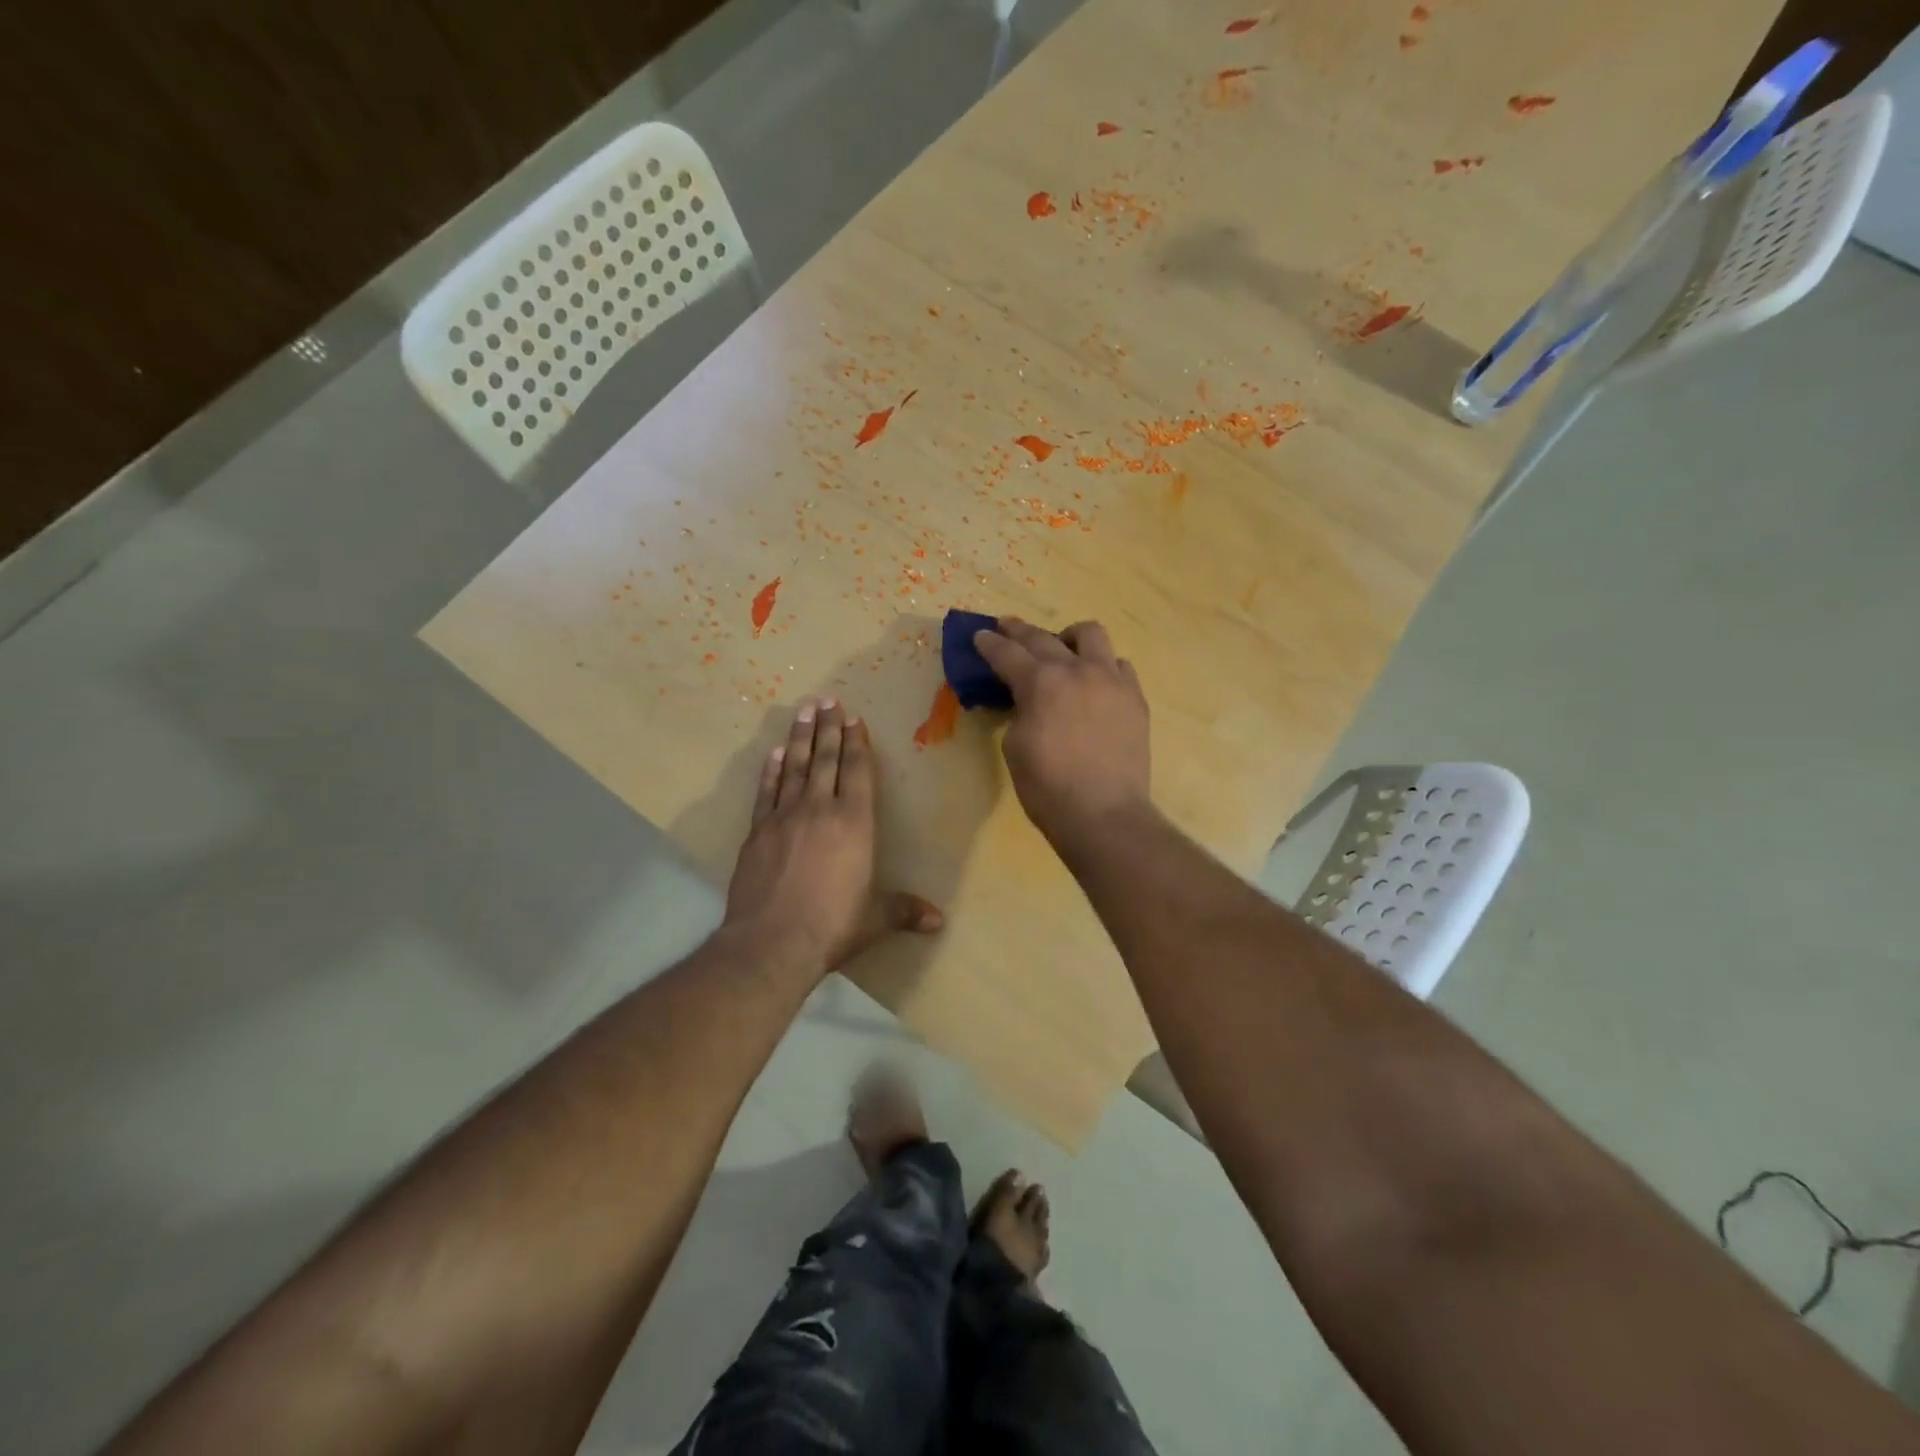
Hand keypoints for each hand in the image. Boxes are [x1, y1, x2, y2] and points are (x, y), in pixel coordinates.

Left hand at [725, 697, 942, 976]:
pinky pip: (767, 791)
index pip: (856, 771)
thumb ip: (905, 911)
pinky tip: (774, 753)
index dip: (856, 742)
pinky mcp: (757, 832)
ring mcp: (784, 817)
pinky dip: (771, 770)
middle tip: (827, 699)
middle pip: (825, 759)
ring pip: (795, 767)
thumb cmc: (833, 925)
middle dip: (828, 728)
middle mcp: (820, 809)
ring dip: (800, 737)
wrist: (771, 942)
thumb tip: (939, 922)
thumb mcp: (875, 919)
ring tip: (803, 711)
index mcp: (854, 823)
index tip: (853, 717)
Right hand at [972, 618, 1151, 849]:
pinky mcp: (1135, 698)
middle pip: (1044, 637)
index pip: (1008, 653)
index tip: (979, 636)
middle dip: (1019, 631)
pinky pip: (1119, 666)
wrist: (1104, 815)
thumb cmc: (1048, 788)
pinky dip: (1102, 666)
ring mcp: (1112, 681)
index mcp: (1041, 683)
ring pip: (1091, 635)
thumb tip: (1030, 702)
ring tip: (1062, 650)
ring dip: (1069, 637)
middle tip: (1006, 628)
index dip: (989, 644)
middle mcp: (1078, 670)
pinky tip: (1095, 682)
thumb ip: (1020, 712)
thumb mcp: (1015, 747)